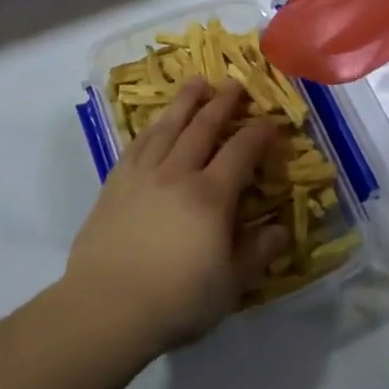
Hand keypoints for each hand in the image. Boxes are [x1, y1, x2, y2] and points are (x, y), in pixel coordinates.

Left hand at [64, 78, 286, 355]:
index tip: (270, 121)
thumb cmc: (176, 300)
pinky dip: (153, 126)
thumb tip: (281, 230)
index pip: (240, 152)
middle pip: (203, 127)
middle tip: (234, 83)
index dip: (258, 133)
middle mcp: (178, 173)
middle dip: (222, 103)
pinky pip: (139, 141)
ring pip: (169, 126)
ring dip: (186, 101)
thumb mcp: (229, 286)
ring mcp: (143, 172)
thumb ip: (257, 253)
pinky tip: (157, 122)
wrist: (107, 305)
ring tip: (197, 82)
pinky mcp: (116, 180)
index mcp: (210, 196)